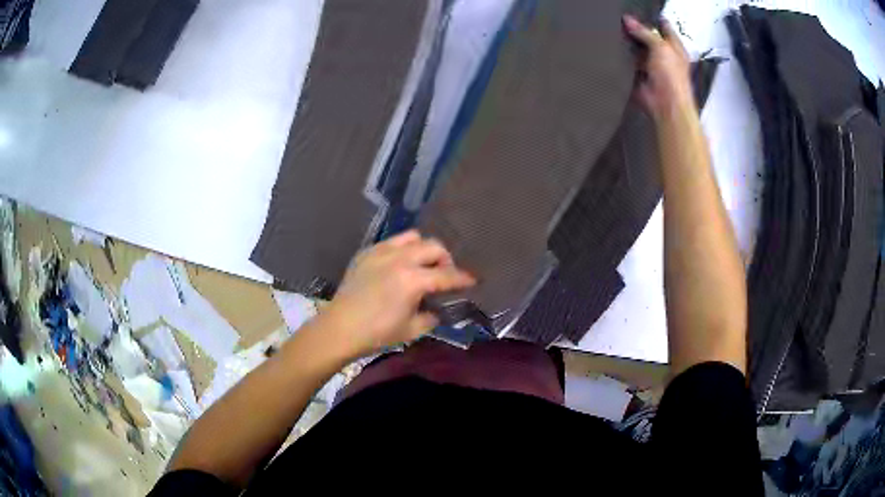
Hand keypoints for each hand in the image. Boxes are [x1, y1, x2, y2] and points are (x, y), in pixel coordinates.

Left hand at [318, 230, 475, 357]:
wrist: (340, 328)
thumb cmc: (377, 333)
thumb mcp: (412, 330)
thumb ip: (431, 315)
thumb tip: (437, 308)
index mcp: (412, 280)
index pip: (446, 275)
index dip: (463, 278)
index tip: (473, 280)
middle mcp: (399, 259)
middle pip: (433, 247)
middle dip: (445, 259)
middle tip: (444, 274)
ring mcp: (381, 252)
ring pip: (412, 237)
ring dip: (424, 249)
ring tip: (422, 265)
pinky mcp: (367, 252)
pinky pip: (392, 242)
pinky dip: (402, 250)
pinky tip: (398, 266)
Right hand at [623, 15, 693, 117]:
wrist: (665, 106)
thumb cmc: (672, 78)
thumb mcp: (661, 47)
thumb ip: (645, 32)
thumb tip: (628, 20)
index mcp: (674, 47)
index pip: (663, 26)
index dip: (652, 18)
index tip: (637, 11)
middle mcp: (663, 55)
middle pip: (647, 36)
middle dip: (636, 30)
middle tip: (622, 20)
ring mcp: (651, 66)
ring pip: (637, 49)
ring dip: (629, 44)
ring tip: (616, 33)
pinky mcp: (639, 76)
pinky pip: (628, 63)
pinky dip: (623, 59)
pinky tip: (615, 50)